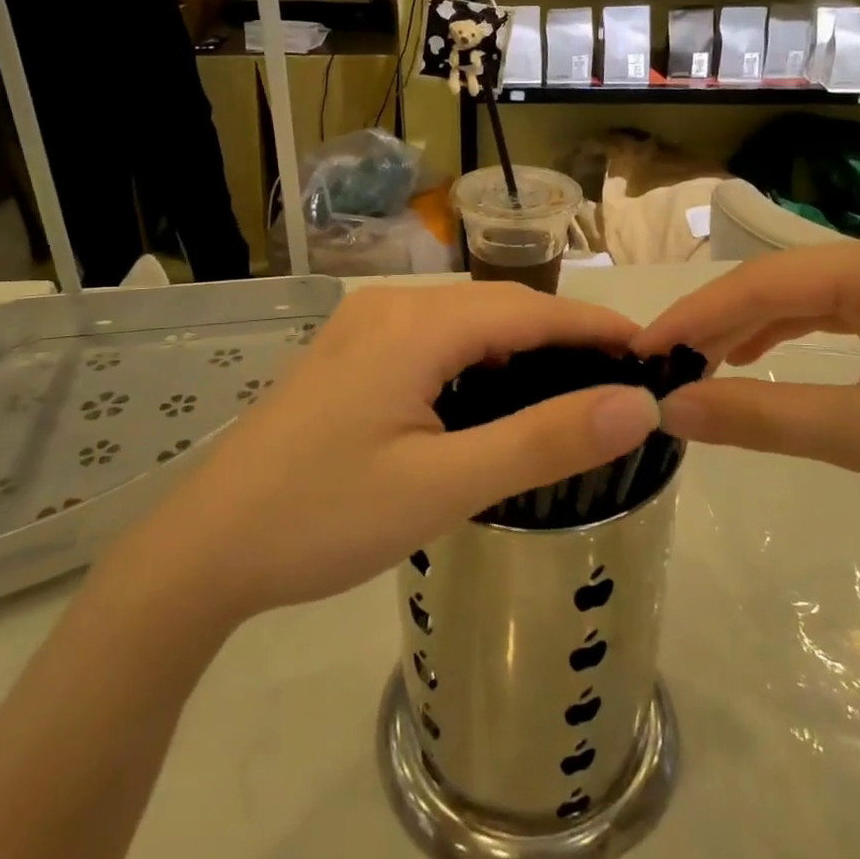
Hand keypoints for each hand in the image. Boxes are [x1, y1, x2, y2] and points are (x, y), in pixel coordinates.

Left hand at [110, 284, 660, 635]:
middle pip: (499, 310)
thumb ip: (544, 440)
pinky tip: (496, 399)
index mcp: (416, 325)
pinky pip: (434, 344)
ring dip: (522, 350)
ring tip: (575, 389)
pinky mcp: (349, 358)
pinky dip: (479, 362)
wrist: (205, 550)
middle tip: (623, 382)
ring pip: (466, 325)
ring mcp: (363, 330)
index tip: (654, 354)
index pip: (532, 310)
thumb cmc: (324, 517)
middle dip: (565, 338)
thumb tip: (637, 406)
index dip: (596, 328)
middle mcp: (390, 308)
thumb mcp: (445, 485)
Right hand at [633, 225, 859, 561]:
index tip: (642, 349)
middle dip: (719, 323)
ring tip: (697, 365)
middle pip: (785, 283)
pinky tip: (756, 356)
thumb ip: (764, 417)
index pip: (770, 282)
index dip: (698, 315)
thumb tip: (671, 410)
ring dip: (750, 330)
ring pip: (807, 298)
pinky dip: (791, 337)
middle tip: (661, 364)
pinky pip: (837, 314)